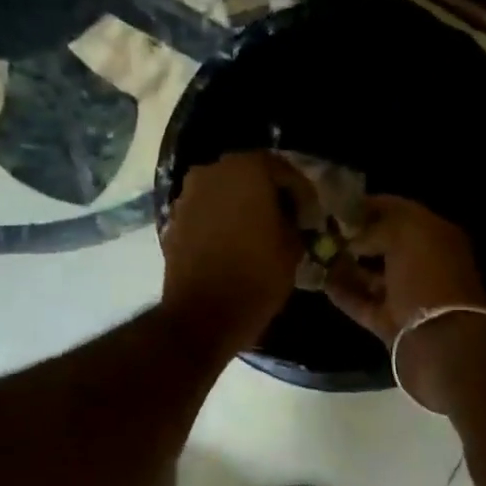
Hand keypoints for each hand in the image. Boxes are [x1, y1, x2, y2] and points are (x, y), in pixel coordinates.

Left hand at [161, 151, 310, 355]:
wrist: (202, 315)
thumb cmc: (256, 276)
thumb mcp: (293, 248)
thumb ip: (296, 222)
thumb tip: (293, 218)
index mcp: (247, 170)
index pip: (284, 170)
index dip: (301, 193)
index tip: (311, 216)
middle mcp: (212, 172)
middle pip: (250, 174)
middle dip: (270, 194)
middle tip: (287, 219)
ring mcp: (188, 195)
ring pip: (225, 191)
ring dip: (243, 206)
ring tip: (260, 231)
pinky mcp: (174, 220)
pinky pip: (206, 211)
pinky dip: (222, 220)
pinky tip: (235, 242)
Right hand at [326, 196, 485, 406]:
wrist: (441, 343)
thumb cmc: (428, 278)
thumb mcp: (405, 235)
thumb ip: (377, 226)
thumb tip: (352, 236)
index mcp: (435, 235)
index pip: (397, 210)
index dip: (367, 205)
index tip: (334, 203)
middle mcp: (423, 263)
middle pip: (383, 243)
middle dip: (354, 235)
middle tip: (319, 228)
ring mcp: (408, 295)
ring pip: (372, 274)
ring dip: (345, 264)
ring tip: (313, 252)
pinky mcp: (392, 323)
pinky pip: (363, 302)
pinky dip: (344, 292)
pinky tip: (319, 281)